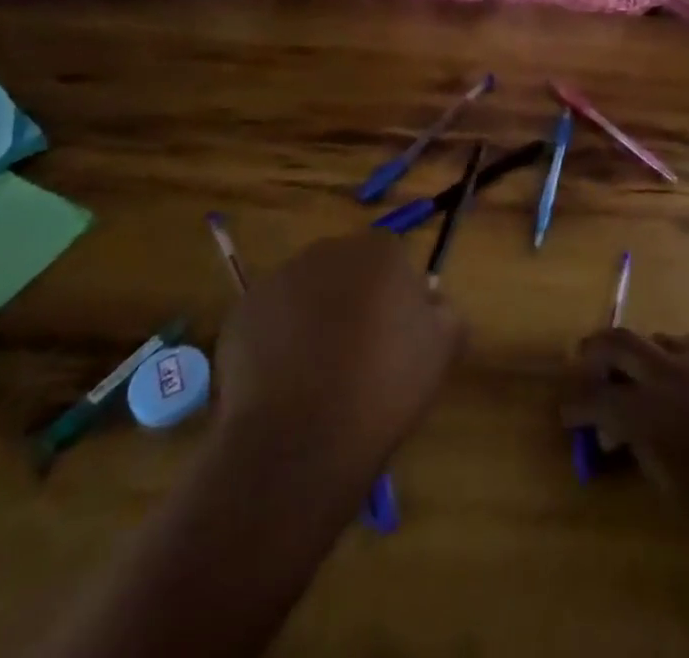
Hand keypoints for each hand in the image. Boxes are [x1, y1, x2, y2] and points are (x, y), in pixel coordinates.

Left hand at [213, 233, 461, 473]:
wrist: (300, 439)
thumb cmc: (383, 387)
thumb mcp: (443, 350)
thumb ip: (446, 313)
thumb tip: (432, 303)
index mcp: (381, 251)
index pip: (393, 261)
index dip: (395, 299)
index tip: (395, 339)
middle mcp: (329, 250)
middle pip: (347, 270)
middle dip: (352, 300)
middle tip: (357, 354)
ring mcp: (280, 277)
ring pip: (306, 291)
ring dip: (313, 317)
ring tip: (316, 375)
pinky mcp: (242, 311)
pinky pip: (269, 319)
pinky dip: (276, 341)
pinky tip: (284, 382)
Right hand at [561, 331, 688, 575]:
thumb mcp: (678, 488)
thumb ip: (642, 449)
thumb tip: (617, 432)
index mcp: (653, 412)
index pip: (596, 396)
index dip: (575, 402)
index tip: (566, 410)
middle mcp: (671, 370)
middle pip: (617, 341)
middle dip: (593, 351)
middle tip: (582, 362)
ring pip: (657, 342)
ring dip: (641, 359)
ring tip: (643, 384)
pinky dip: (676, 362)